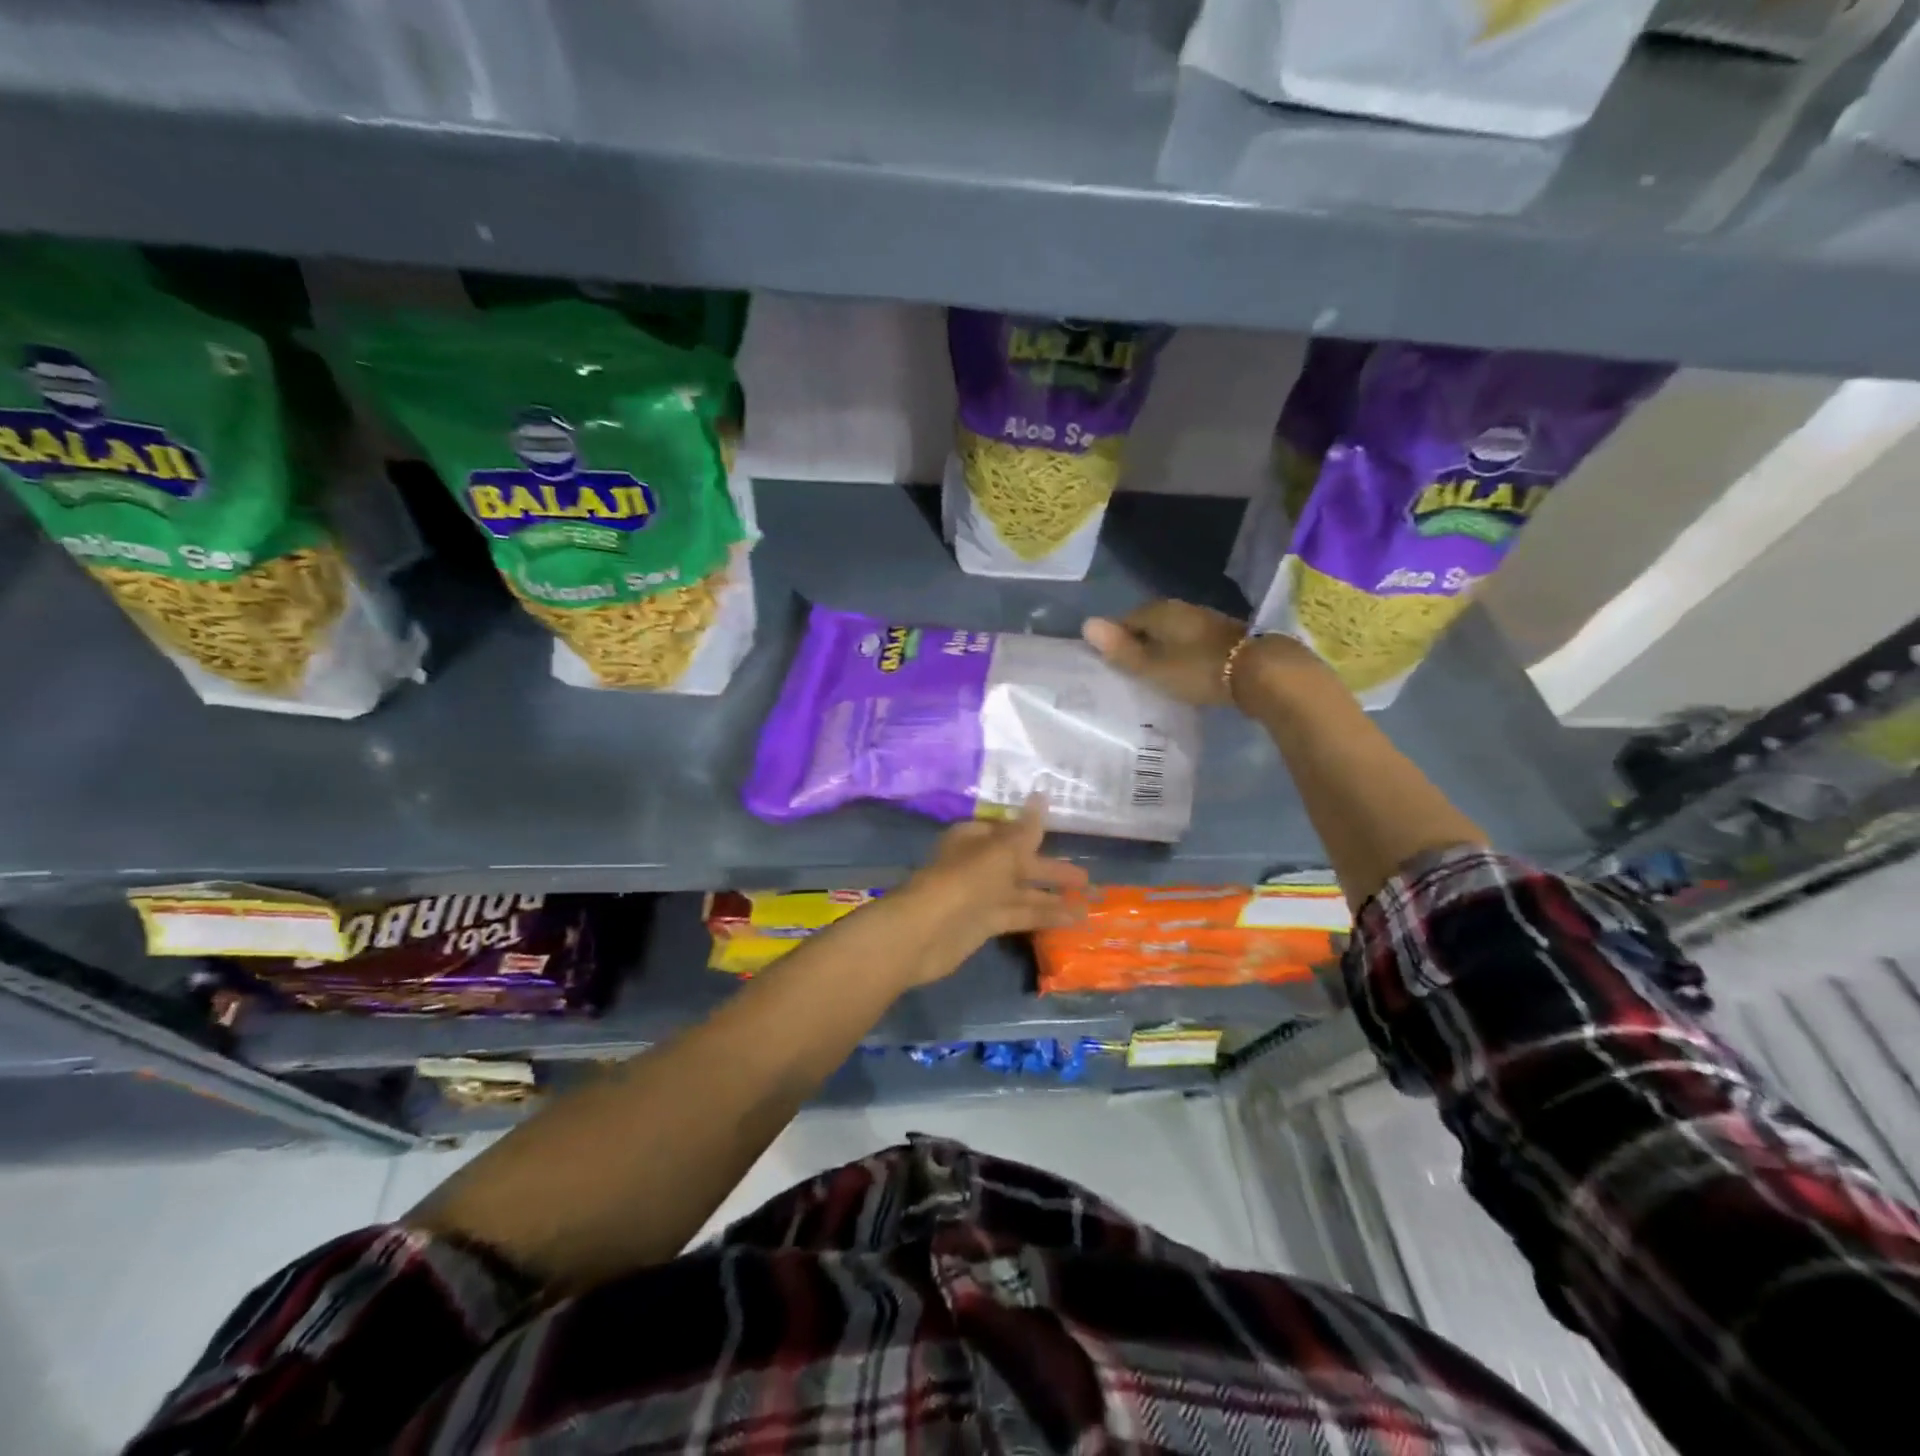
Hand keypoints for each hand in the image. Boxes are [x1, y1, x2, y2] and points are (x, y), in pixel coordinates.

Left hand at [886, 796, 1088, 986]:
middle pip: (1019, 863)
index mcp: (975, 838)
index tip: (1063, 838)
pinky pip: (1019, 915)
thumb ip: (1026, 828)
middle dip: (1051, 870)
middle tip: (1087, 879)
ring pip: (1022, 892)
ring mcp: (980, 895)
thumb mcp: (1001, 850)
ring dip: (1053, 898)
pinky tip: (1072, 920)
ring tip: (1089, 904)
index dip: (1034, 834)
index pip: (1008, 831)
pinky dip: (1043, 916)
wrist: (926, 931)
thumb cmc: (965, 880)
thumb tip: (1042, 795)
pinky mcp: (984, 924)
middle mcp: (978, 864)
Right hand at [1083, 599, 1246, 706]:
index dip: (1115, 640)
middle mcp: (1181, 608)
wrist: (1259, 672)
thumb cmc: (1197, 669)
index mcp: (1159, 611)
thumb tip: (1086, 624)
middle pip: (1150, 624)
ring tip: (1154, 672)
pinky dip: (1182, 653)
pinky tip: (1182, 670)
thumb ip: (1121, 649)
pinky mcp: (1223, 636)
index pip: (1126, 619)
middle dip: (1139, 642)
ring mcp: (1205, 620)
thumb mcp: (1152, 666)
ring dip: (1162, 648)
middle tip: (1130, 670)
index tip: (1110, 663)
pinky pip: (1190, 641)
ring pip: (1172, 632)